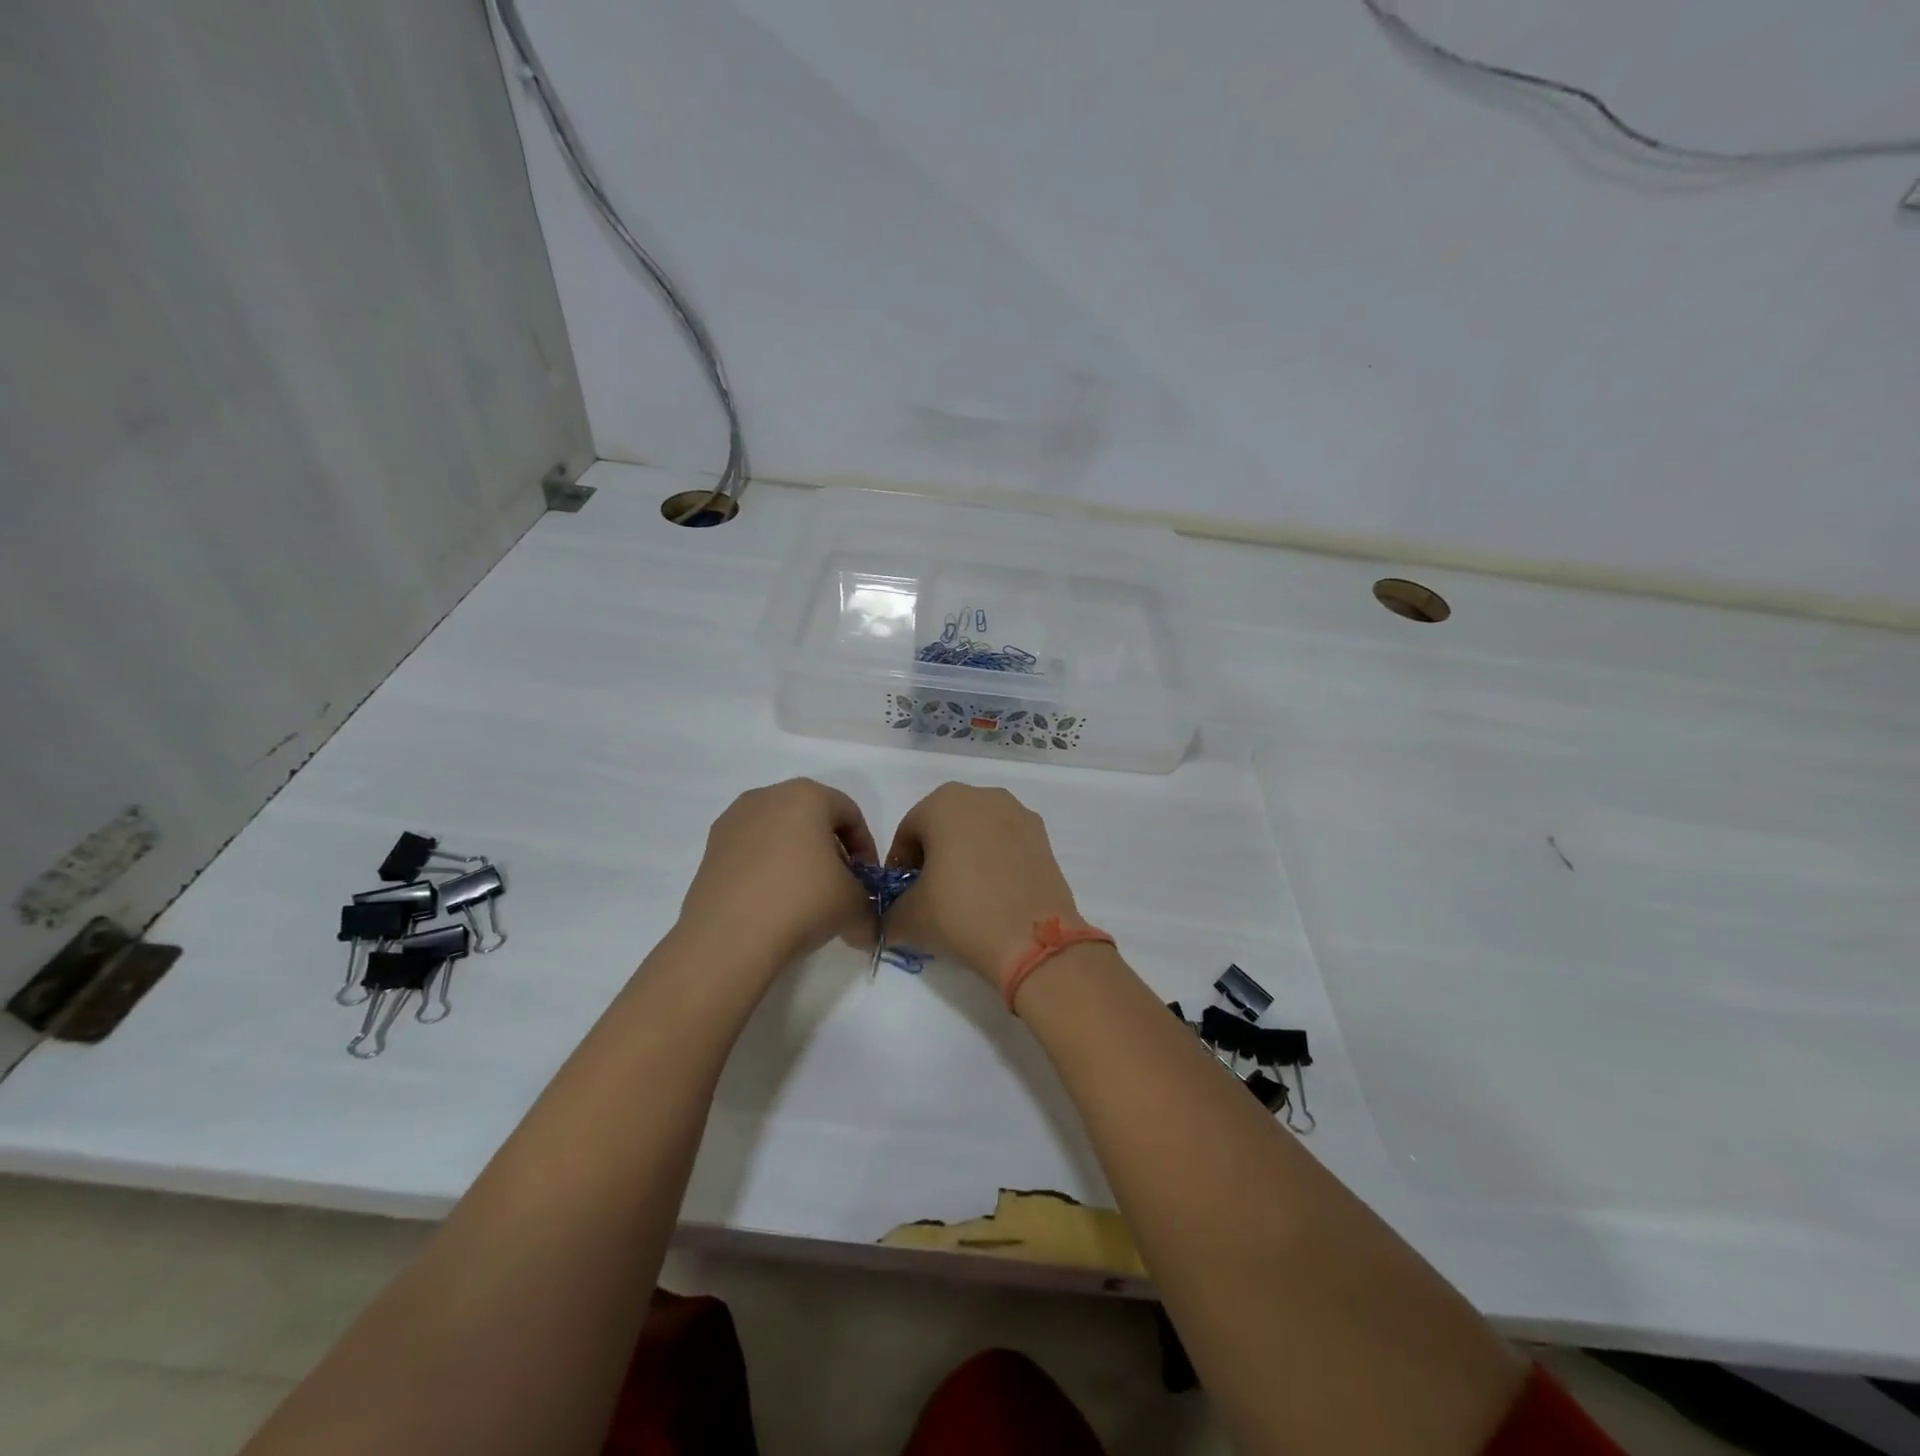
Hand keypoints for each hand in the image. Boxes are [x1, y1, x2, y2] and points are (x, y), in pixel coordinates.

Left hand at [677, 780, 877, 975]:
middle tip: (841, 885)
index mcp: (806, 795)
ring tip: (806, 897)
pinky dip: (768, 870)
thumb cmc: (802, 902)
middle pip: (812, 818)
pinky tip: (774, 904)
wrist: (728, 939)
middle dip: (831, 850)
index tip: (868, 880)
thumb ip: (868, 898)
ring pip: (779, 833)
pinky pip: (752, 852)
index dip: (866, 848)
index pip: (849, 813)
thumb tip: (862, 913)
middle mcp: (766, 796)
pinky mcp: (711, 850)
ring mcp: (733, 821)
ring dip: (798, 859)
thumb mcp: (855, 902)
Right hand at [882, 783, 1085, 985]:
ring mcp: (1018, 814)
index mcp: (943, 802)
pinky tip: (993, 897)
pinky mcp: (1043, 837)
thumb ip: (889, 912)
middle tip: (930, 897)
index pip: (907, 833)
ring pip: (977, 834)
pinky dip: (994, 863)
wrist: (1032, 939)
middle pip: (943, 827)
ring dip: (965, 858)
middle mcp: (982, 796)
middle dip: (933, 858)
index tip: (901, 898)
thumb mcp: (908, 918)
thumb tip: (889, 920)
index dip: (899, 867)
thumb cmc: (960, 913)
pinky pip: (1006, 845)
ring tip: (964, 898)